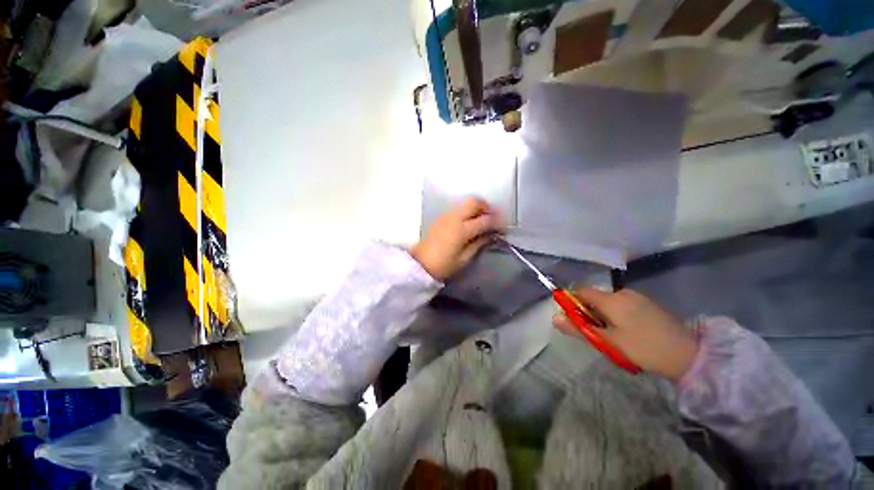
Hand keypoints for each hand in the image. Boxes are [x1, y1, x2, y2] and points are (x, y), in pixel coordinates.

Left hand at [411, 197, 503, 280]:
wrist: (419, 265)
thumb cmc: (443, 266)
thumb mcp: (464, 259)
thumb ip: (479, 244)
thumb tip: (490, 235)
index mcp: (461, 230)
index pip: (484, 220)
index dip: (497, 223)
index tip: (503, 228)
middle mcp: (454, 218)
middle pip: (474, 202)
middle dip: (487, 207)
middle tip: (493, 218)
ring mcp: (446, 216)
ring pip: (465, 202)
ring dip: (477, 208)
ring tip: (483, 220)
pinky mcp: (440, 217)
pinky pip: (458, 208)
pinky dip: (467, 211)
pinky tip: (469, 222)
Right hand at [552, 288, 698, 380]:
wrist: (689, 355)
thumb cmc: (643, 348)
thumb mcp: (608, 342)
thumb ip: (579, 329)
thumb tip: (554, 318)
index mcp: (611, 299)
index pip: (581, 292)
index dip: (572, 302)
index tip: (573, 320)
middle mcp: (623, 293)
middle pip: (595, 298)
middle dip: (589, 313)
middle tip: (596, 335)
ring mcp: (637, 297)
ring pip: (609, 303)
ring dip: (603, 316)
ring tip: (613, 337)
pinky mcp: (648, 304)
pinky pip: (622, 305)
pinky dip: (616, 316)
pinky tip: (628, 333)